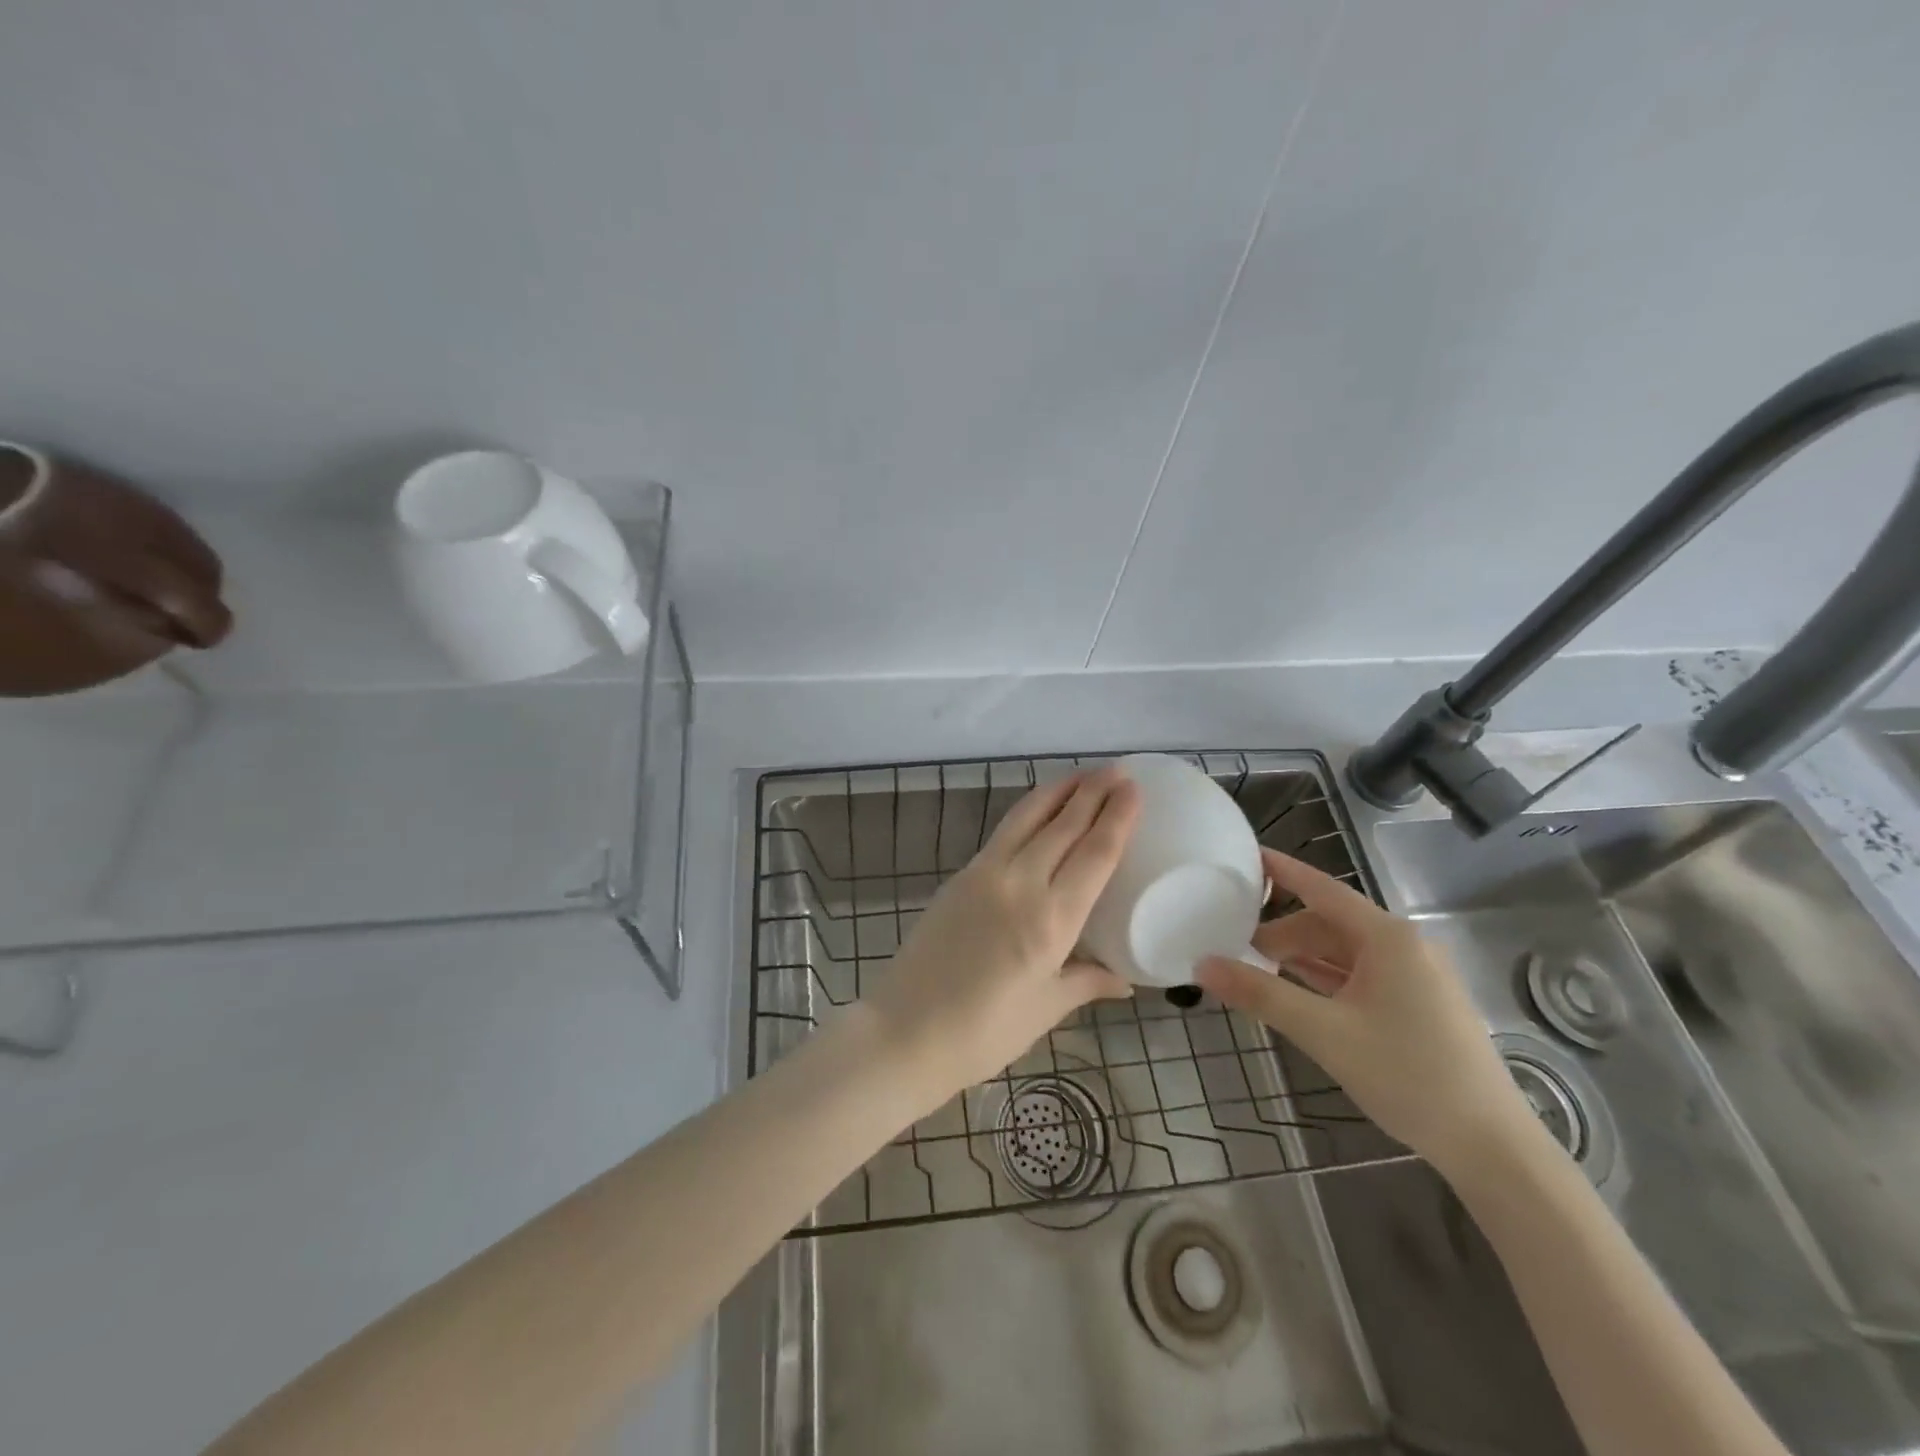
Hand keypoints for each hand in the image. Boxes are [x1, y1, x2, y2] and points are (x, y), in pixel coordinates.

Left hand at [863, 766, 1139, 1107]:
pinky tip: (1038, 810)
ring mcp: (985, 875)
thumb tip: (1124, 979)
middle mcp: (1020, 885)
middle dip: (1093, 793)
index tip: (1134, 789)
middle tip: (1117, 769)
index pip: (1094, 855)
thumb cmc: (983, 1032)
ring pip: (1027, 818)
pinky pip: (1003, 832)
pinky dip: (1027, 812)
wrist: (905, 1030)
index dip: (1117, 818)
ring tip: (1082, 774)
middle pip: (1063, 826)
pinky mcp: (960, 876)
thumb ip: (1086, 982)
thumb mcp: (1045, 1009)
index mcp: (1051, 920)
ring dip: (1058, 791)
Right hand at [1196, 849, 1535, 1176]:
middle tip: (1234, 946)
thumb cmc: (1408, 1076)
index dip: (1281, 870)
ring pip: (1345, 952)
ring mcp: (1417, 976)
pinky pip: (1362, 975)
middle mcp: (1404, 946)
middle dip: (1281, 932)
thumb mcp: (1324, 1032)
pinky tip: (1298, 992)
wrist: (1492, 1147)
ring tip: (1256, 968)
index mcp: (1387, 938)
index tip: (1244, 854)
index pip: (1321, 888)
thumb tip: (1202, 964)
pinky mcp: (1421, 1004)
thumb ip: (1261, 993)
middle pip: (1329, 923)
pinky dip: (1325, 978)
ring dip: (1301, 957)